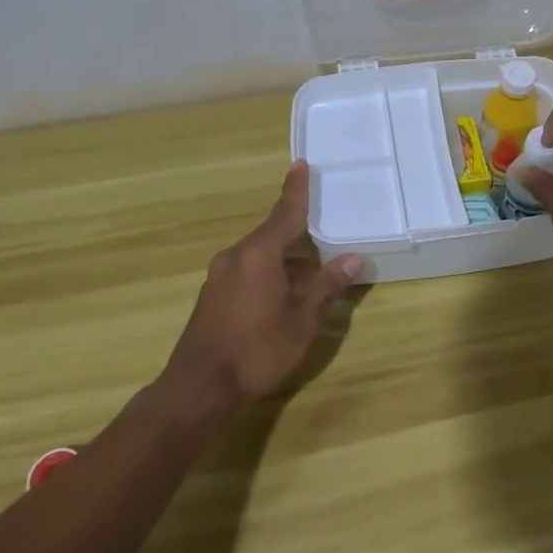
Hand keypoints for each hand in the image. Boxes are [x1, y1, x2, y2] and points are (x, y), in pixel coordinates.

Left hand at [160, 161, 362, 417]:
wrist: (200, 388)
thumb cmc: (257, 349)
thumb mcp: (302, 320)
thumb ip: (326, 286)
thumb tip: (352, 258)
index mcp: (259, 254)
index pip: (284, 213)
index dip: (296, 190)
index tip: (300, 165)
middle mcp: (236, 256)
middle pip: (271, 235)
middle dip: (296, 233)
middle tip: (322, 228)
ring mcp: (220, 276)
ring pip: (259, 256)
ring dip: (284, 259)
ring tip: (311, 269)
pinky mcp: (213, 296)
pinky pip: (247, 271)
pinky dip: (268, 273)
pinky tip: (283, 293)